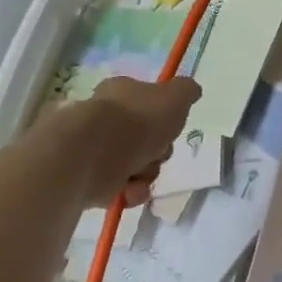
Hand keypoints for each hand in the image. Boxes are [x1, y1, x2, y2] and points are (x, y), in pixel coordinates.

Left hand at [78, 77, 201, 207]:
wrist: (92, 154)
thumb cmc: (137, 120)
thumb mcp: (175, 97)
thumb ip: (186, 91)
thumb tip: (192, 90)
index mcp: (121, 93)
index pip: (147, 101)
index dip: (164, 116)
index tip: (172, 126)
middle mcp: (107, 119)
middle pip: (146, 138)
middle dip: (159, 151)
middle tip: (159, 152)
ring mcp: (96, 150)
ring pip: (136, 165)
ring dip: (146, 174)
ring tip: (140, 175)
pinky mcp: (89, 179)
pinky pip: (121, 188)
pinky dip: (130, 191)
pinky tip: (129, 190)